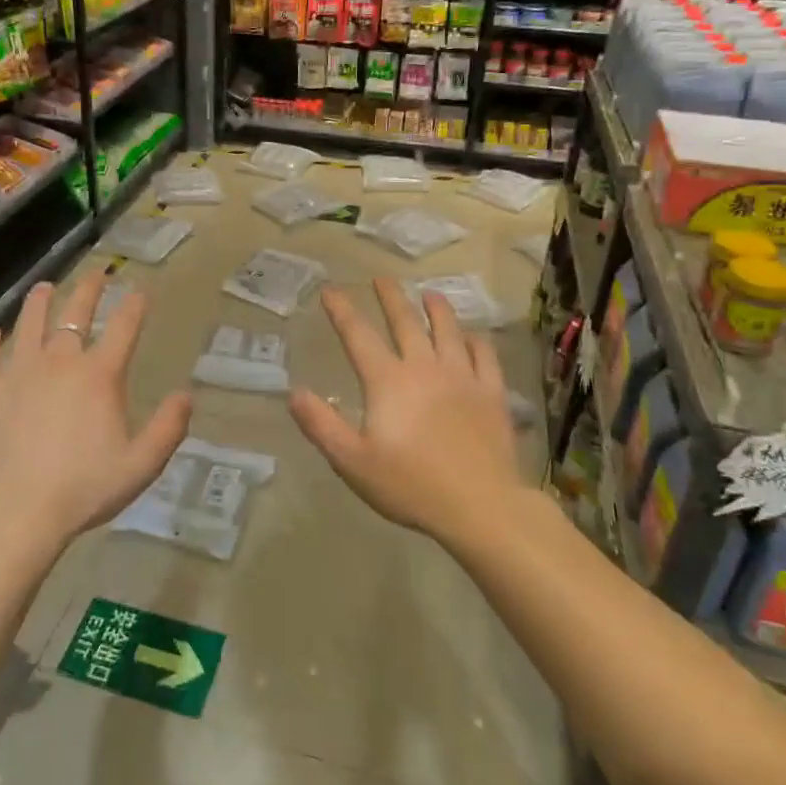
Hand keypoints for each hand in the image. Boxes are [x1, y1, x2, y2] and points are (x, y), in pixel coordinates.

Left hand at [0, 269, 191, 550]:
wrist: (17, 510)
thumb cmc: (84, 488)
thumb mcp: (141, 465)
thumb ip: (168, 428)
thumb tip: (187, 395)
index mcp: (100, 375)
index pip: (124, 327)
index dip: (134, 305)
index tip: (140, 291)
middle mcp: (60, 361)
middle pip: (76, 313)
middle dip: (89, 289)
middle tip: (96, 274)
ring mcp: (19, 371)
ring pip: (30, 323)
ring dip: (40, 302)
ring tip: (44, 288)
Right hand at [290, 280, 519, 545]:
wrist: (480, 506)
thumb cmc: (410, 484)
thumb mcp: (352, 461)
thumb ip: (321, 425)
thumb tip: (294, 392)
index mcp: (388, 381)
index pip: (358, 335)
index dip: (342, 310)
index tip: (330, 290)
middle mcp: (424, 367)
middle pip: (405, 322)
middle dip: (390, 297)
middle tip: (381, 278)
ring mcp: (462, 377)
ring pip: (448, 330)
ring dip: (437, 308)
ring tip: (429, 293)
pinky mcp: (491, 393)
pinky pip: (484, 355)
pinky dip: (476, 340)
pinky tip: (472, 336)